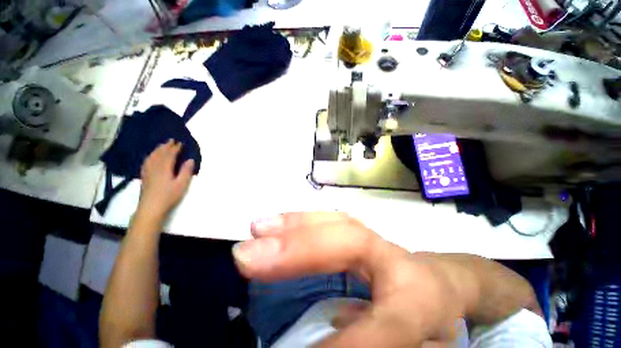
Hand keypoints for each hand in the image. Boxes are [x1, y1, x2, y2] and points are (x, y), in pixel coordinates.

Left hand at [138, 139, 194, 219]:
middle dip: (166, 146)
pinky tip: (151, 157)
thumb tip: (190, 160)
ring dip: (158, 149)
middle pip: (160, 154)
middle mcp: (155, 167)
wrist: (151, 208)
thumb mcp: (182, 184)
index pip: (170, 155)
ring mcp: (148, 171)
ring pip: (152, 156)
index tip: (180, 142)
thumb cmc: (169, 196)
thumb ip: (186, 171)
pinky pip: (147, 162)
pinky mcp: (144, 176)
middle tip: (171, 140)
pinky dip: (150, 156)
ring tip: (162, 145)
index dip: (175, 148)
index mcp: (165, 168)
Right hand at [232, 212, 467, 346]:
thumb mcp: (410, 341)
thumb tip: (313, 347)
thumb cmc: (427, 318)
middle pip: (349, 241)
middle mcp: (394, 257)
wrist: (440, 285)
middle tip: (247, 254)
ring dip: (294, 225)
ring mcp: (375, 238)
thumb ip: (367, 339)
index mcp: (420, 296)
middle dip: (298, 247)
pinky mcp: (359, 233)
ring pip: (334, 222)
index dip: (350, 341)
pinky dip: (302, 220)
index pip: (390, 320)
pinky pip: (328, 221)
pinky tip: (278, 222)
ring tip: (258, 227)